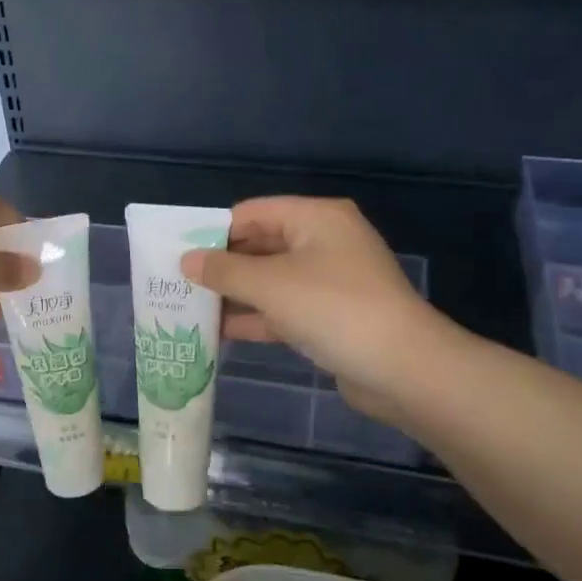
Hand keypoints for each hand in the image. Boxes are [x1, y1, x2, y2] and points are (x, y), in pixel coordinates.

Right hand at [180, 197, 447, 407]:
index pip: (253, 212)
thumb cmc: (333, 308)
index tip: (179, 252)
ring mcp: (330, 281)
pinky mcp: (332, 316)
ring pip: (271, 280)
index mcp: (316, 218)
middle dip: (223, 264)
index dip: (215, 230)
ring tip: (190, 307)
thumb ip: (224, 270)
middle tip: (178, 281)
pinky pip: (285, 308)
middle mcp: (325, 242)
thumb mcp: (270, 285)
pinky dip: (257, 316)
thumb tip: (186, 260)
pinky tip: (221, 332)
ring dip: (236, 293)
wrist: (403, 368)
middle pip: (262, 245)